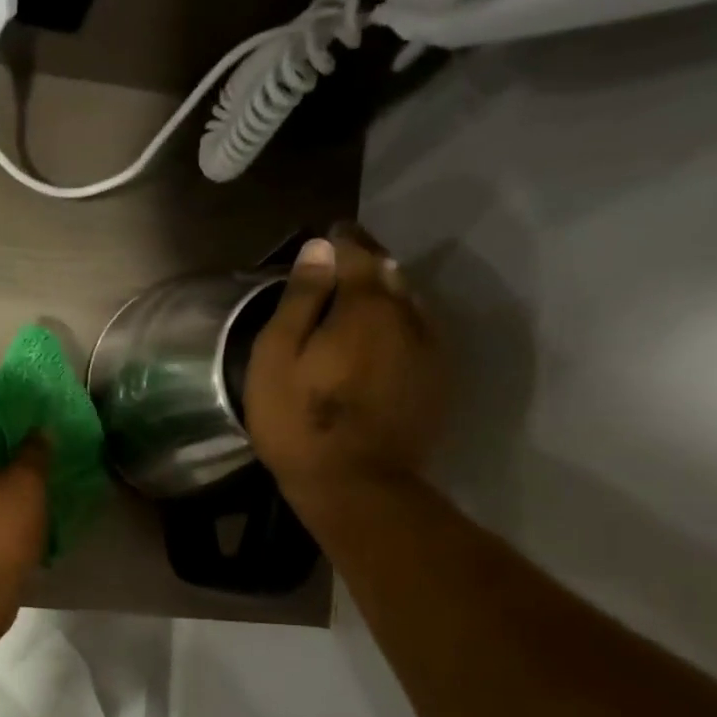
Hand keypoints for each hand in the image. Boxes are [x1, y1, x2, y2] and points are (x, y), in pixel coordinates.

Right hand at [244, 224, 444, 522]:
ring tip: (360, 297)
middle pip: (390, 273)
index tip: (328, 231)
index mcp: (366, 307)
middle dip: (367, 262)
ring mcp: (430, 350)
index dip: (342, 239)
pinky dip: (399, 323)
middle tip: (341, 261)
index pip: (358, 253)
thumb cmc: (299, 420)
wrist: (357, 485)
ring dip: (386, 293)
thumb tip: (320, 248)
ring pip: (409, 303)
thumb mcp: (278, 356)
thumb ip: (301, 299)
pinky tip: (381, 337)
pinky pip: (419, 332)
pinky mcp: (437, 379)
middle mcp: (409, 317)